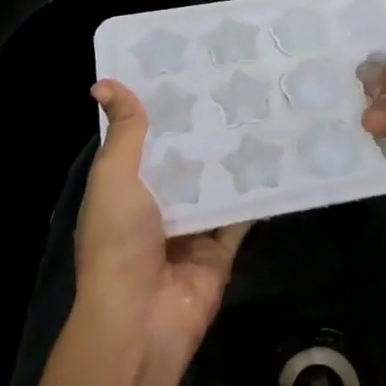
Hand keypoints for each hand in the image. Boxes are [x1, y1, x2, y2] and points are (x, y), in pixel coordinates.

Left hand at [75, 81, 247, 361]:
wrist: (141, 318)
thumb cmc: (119, 241)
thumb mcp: (114, 178)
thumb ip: (124, 133)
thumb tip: (105, 82)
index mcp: (126, 186)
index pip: (146, 138)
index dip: (163, 107)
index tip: (189, 68)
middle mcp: (159, 203)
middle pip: (186, 159)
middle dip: (206, 128)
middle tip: (236, 83)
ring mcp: (192, 226)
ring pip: (216, 183)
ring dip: (234, 156)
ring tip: (263, 111)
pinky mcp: (221, 247)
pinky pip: (243, 214)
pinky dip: (259, 193)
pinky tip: (280, 159)